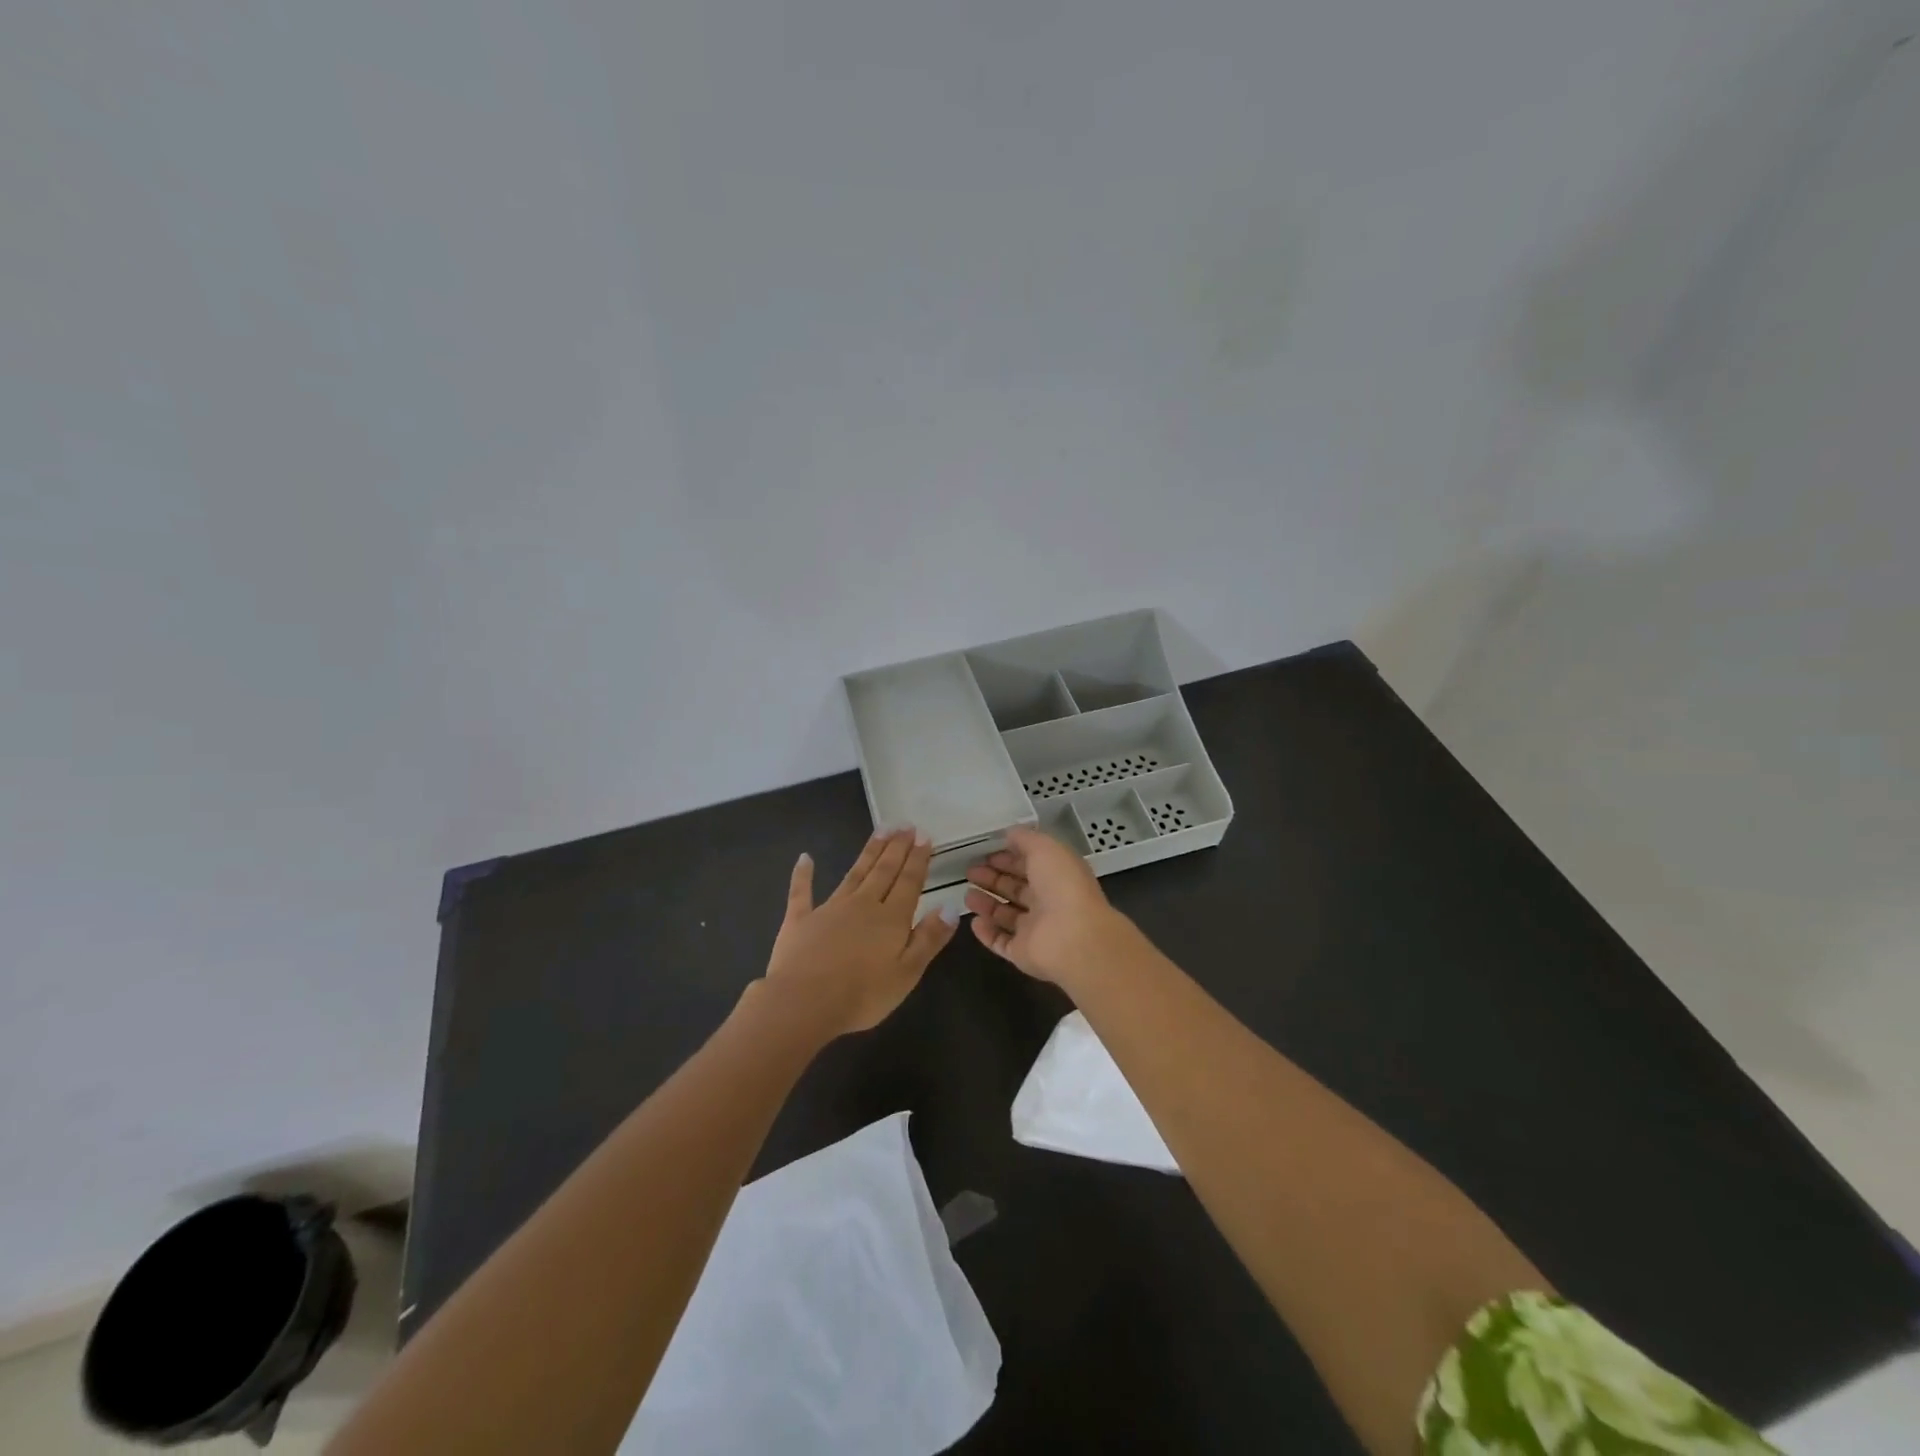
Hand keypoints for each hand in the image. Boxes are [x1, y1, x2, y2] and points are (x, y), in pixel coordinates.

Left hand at [761, 827, 957, 1036]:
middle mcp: (862, 905)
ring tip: (881, 830)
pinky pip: (802, 892)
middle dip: (897, 847)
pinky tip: (805, 858)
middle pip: (884, 871)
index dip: (918, 859)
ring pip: (854, 873)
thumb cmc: (862, 994)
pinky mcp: (800, 920)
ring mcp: (829, 909)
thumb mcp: (907, 973)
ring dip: (869, 852)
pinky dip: (803, 874)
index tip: (924, 836)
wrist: (803, 1003)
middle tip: (905, 825)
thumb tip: (949, 906)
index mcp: (891, 918)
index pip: (909, 882)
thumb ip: (929, 938)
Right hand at [964, 825, 1131, 986]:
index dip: (1008, 858)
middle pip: (1016, 889)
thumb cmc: (1061, 886)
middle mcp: (1047, 902)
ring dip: (987, 904)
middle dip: (993, 879)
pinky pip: (1001, 942)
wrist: (1074, 938)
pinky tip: (973, 922)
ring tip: (967, 895)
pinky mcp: (1023, 953)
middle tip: (969, 872)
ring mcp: (1035, 930)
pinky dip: (987, 933)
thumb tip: (1009, 833)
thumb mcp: (1045, 848)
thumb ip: (1025, 839)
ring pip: (1006, 915)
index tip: (984, 853)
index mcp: (1057, 876)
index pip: (1029, 865)